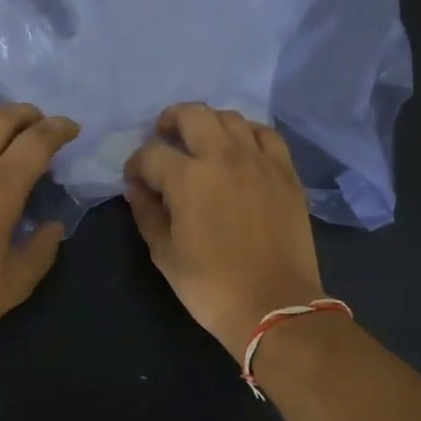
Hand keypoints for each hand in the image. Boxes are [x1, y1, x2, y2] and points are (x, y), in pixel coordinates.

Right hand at [123, 103, 325, 359]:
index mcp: (187, 178)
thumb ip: (147, 214)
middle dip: (169, 122)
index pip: (151, 155)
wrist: (274, 305)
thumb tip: (137, 189)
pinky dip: (247, 134)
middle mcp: (223, 157)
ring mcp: (259, 160)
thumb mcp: (165, 255)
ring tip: (202, 143)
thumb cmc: (211, 286)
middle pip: (192, 114)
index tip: (135, 180)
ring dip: (208, 124)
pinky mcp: (285, 171)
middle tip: (163, 138)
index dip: (136, 165)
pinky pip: (265, 134)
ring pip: (230, 117)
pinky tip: (240, 149)